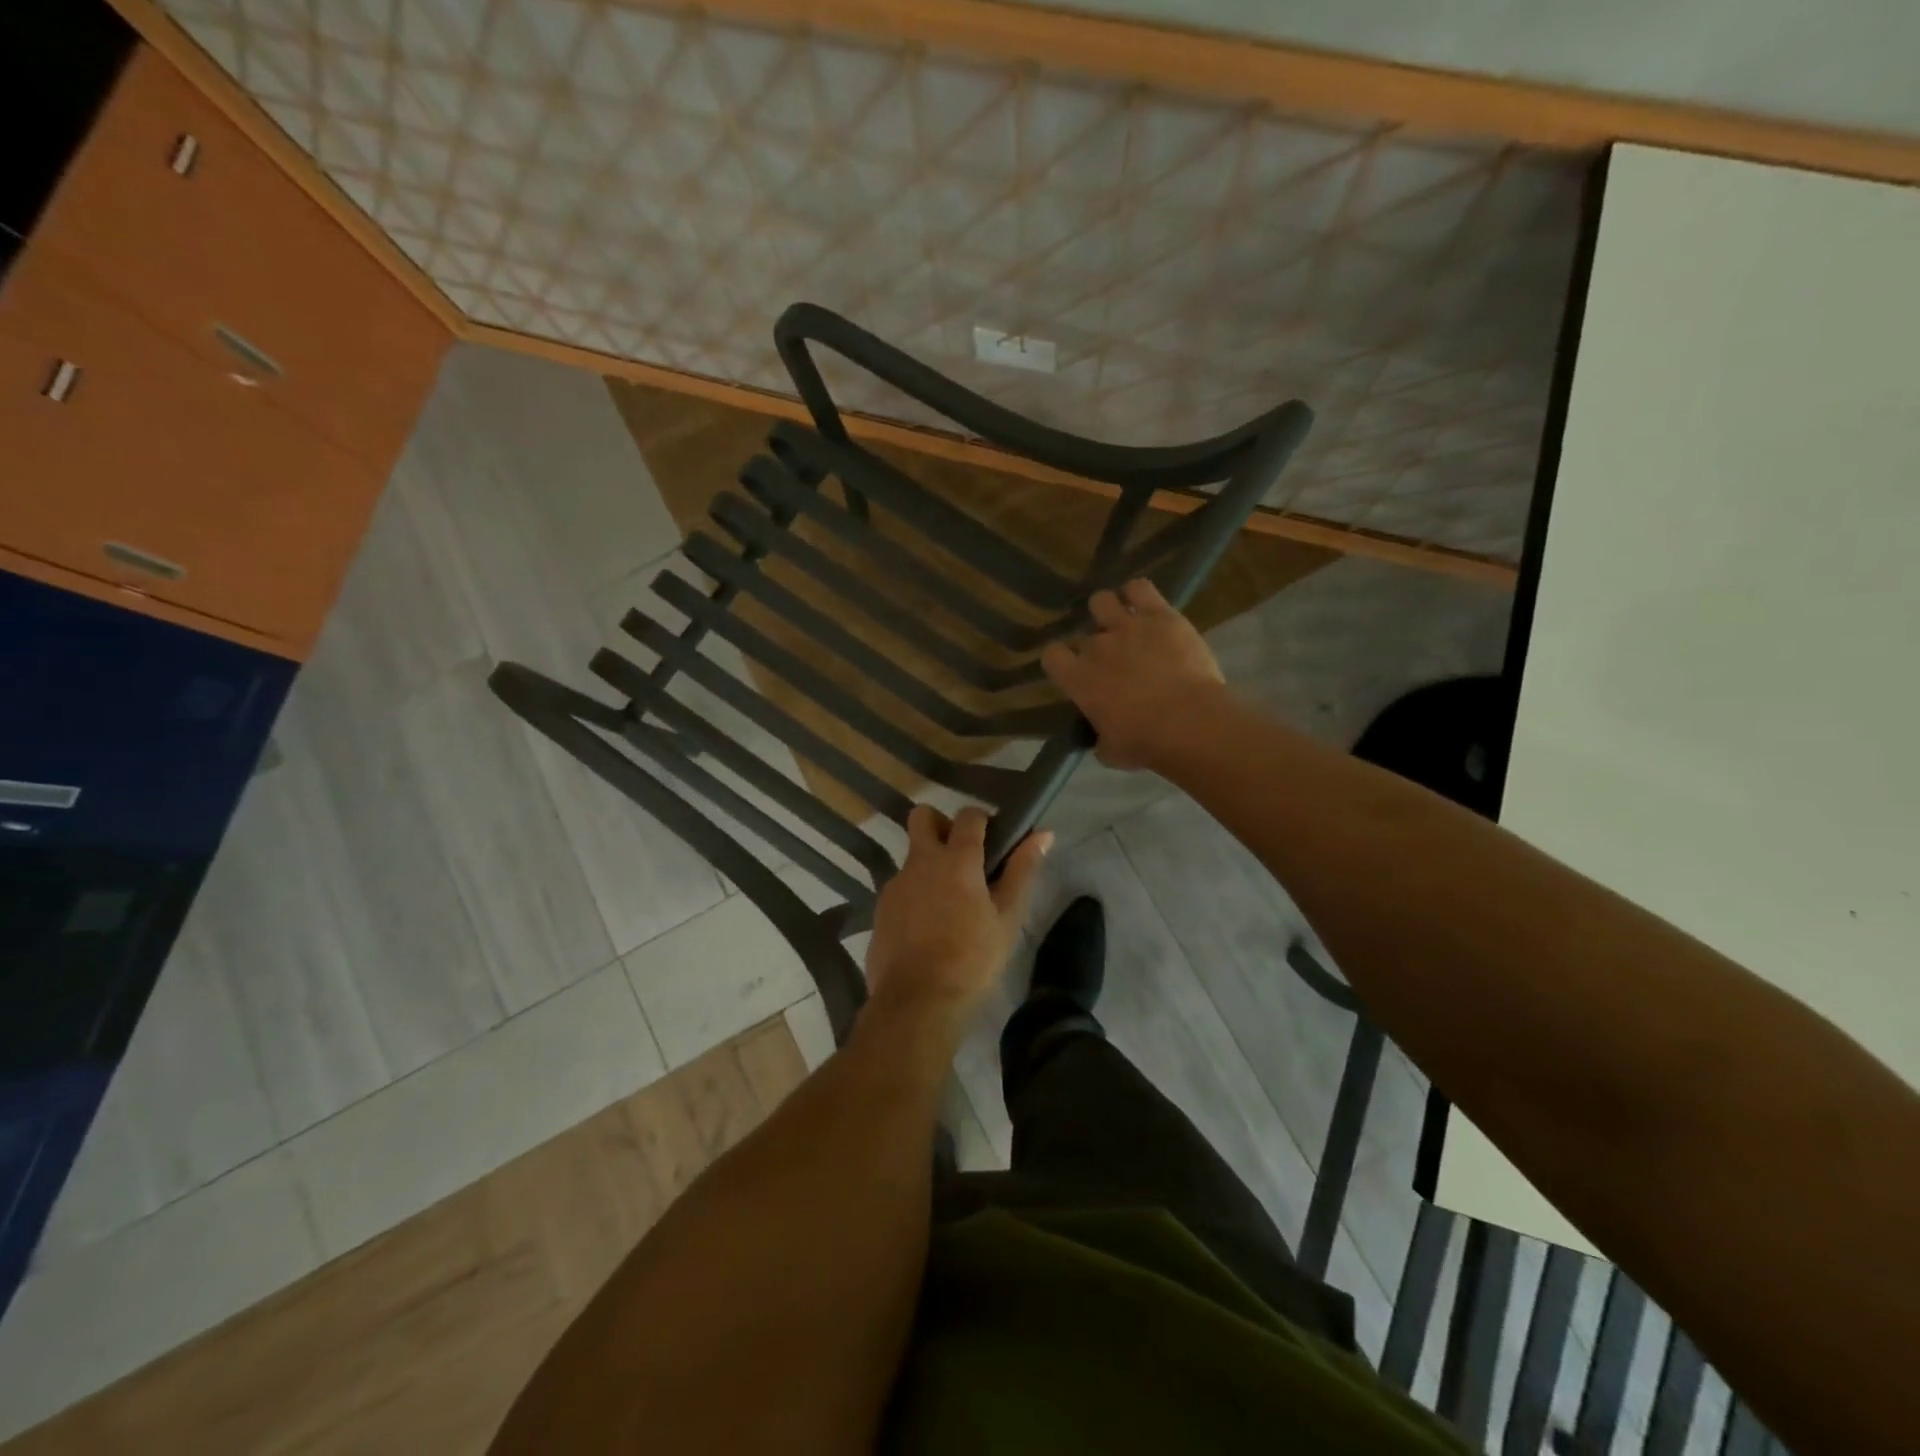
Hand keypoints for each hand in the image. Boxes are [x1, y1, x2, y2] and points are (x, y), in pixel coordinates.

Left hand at [865, 806, 1050, 1027]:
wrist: (917, 1002)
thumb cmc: (972, 959)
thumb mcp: (1007, 918)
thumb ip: (1022, 870)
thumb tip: (1044, 834)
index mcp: (956, 860)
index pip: (968, 816)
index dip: (981, 820)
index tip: (993, 839)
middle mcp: (920, 862)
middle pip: (922, 817)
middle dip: (941, 824)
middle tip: (961, 856)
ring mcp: (896, 884)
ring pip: (911, 856)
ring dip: (929, 865)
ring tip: (949, 903)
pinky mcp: (880, 908)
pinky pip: (900, 887)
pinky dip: (915, 894)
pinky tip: (928, 927)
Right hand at [1041, 578, 1227, 769]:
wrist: (1189, 723)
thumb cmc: (1145, 744)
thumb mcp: (1110, 751)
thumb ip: (1100, 739)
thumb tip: (1101, 739)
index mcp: (1078, 679)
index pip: (1052, 656)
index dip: (1061, 661)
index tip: (1074, 670)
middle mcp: (1096, 647)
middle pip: (1083, 634)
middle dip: (1094, 644)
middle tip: (1112, 658)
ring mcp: (1127, 626)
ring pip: (1103, 600)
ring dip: (1109, 611)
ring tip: (1122, 622)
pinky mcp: (1161, 615)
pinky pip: (1140, 588)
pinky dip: (1138, 593)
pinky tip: (1144, 604)